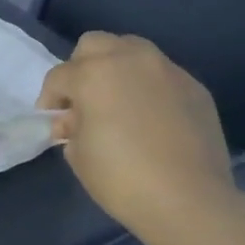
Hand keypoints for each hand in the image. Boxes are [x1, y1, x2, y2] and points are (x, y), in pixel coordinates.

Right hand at [38, 33, 238, 240]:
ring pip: (132, 51)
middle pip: (94, 45)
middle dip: (82, 68)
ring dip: (117, 70)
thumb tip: (73, 120)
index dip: (50, 99)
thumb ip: (71, 127)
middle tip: (83, 101)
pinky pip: (162, 76)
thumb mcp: (78, 155)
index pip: (59, 76)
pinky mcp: (195, 87)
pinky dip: (148, 88)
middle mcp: (130, 60)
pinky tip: (151, 118)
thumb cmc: (121, 177)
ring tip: (118, 103)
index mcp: (94, 73)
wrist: (189, 200)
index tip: (53, 122)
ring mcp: (167, 70)